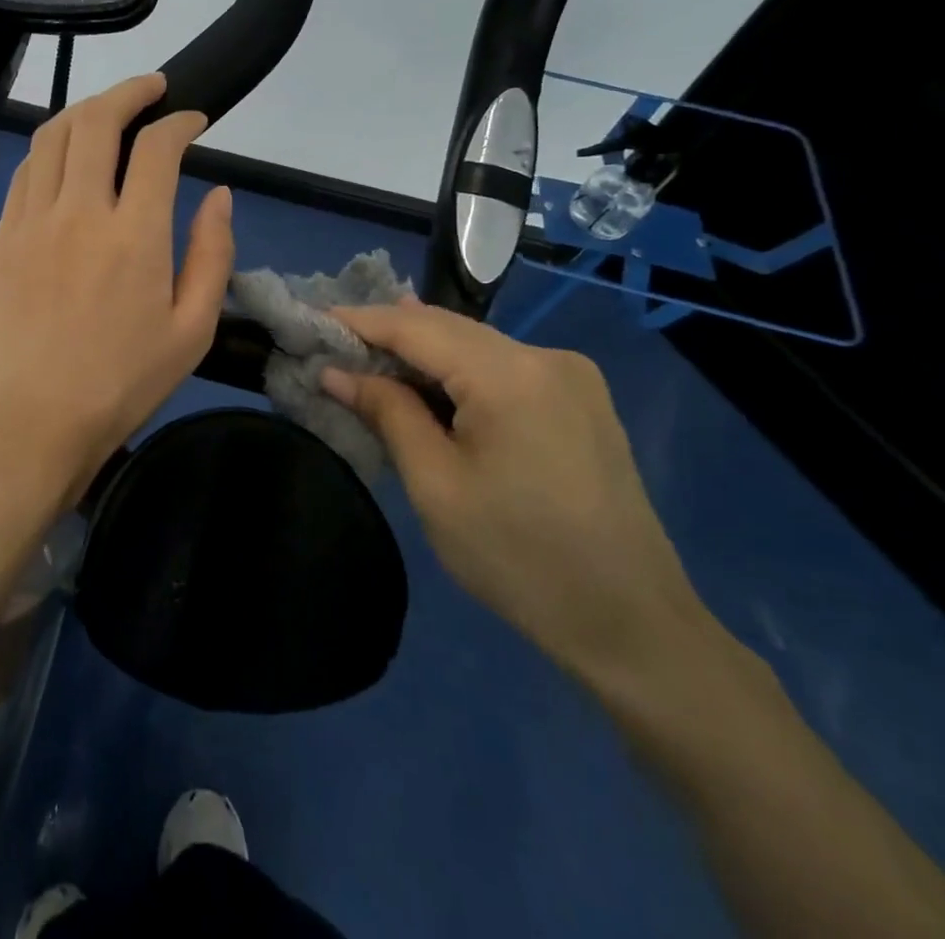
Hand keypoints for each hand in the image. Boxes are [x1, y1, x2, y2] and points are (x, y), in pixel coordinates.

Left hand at [0, 74, 234, 504]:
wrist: (32, 420)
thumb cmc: (122, 383)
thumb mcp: (192, 330)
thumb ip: (212, 254)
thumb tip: (219, 196)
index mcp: (134, 235)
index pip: (157, 147)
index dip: (180, 121)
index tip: (195, 120)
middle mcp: (78, 212)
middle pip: (96, 120)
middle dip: (130, 91)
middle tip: (153, 88)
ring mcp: (32, 220)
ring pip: (52, 135)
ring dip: (85, 109)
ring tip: (110, 110)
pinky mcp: (2, 236)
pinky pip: (26, 170)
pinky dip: (52, 147)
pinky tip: (67, 155)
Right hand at [322, 299, 711, 685]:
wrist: (631, 625)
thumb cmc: (519, 559)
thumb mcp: (436, 486)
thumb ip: (387, 413)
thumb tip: (336, 372)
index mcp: (510, 375)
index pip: (417, 327)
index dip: (360, 320)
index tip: (312, 320)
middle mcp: (546, 356)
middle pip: (448, 328)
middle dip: (388, 333)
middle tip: (332, 345)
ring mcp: (571, 375)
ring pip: (475, 345)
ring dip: (422, 353)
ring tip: (368, 361)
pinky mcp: (580, 398)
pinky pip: (502, 366)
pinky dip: (458, 371)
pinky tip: (429, 384)